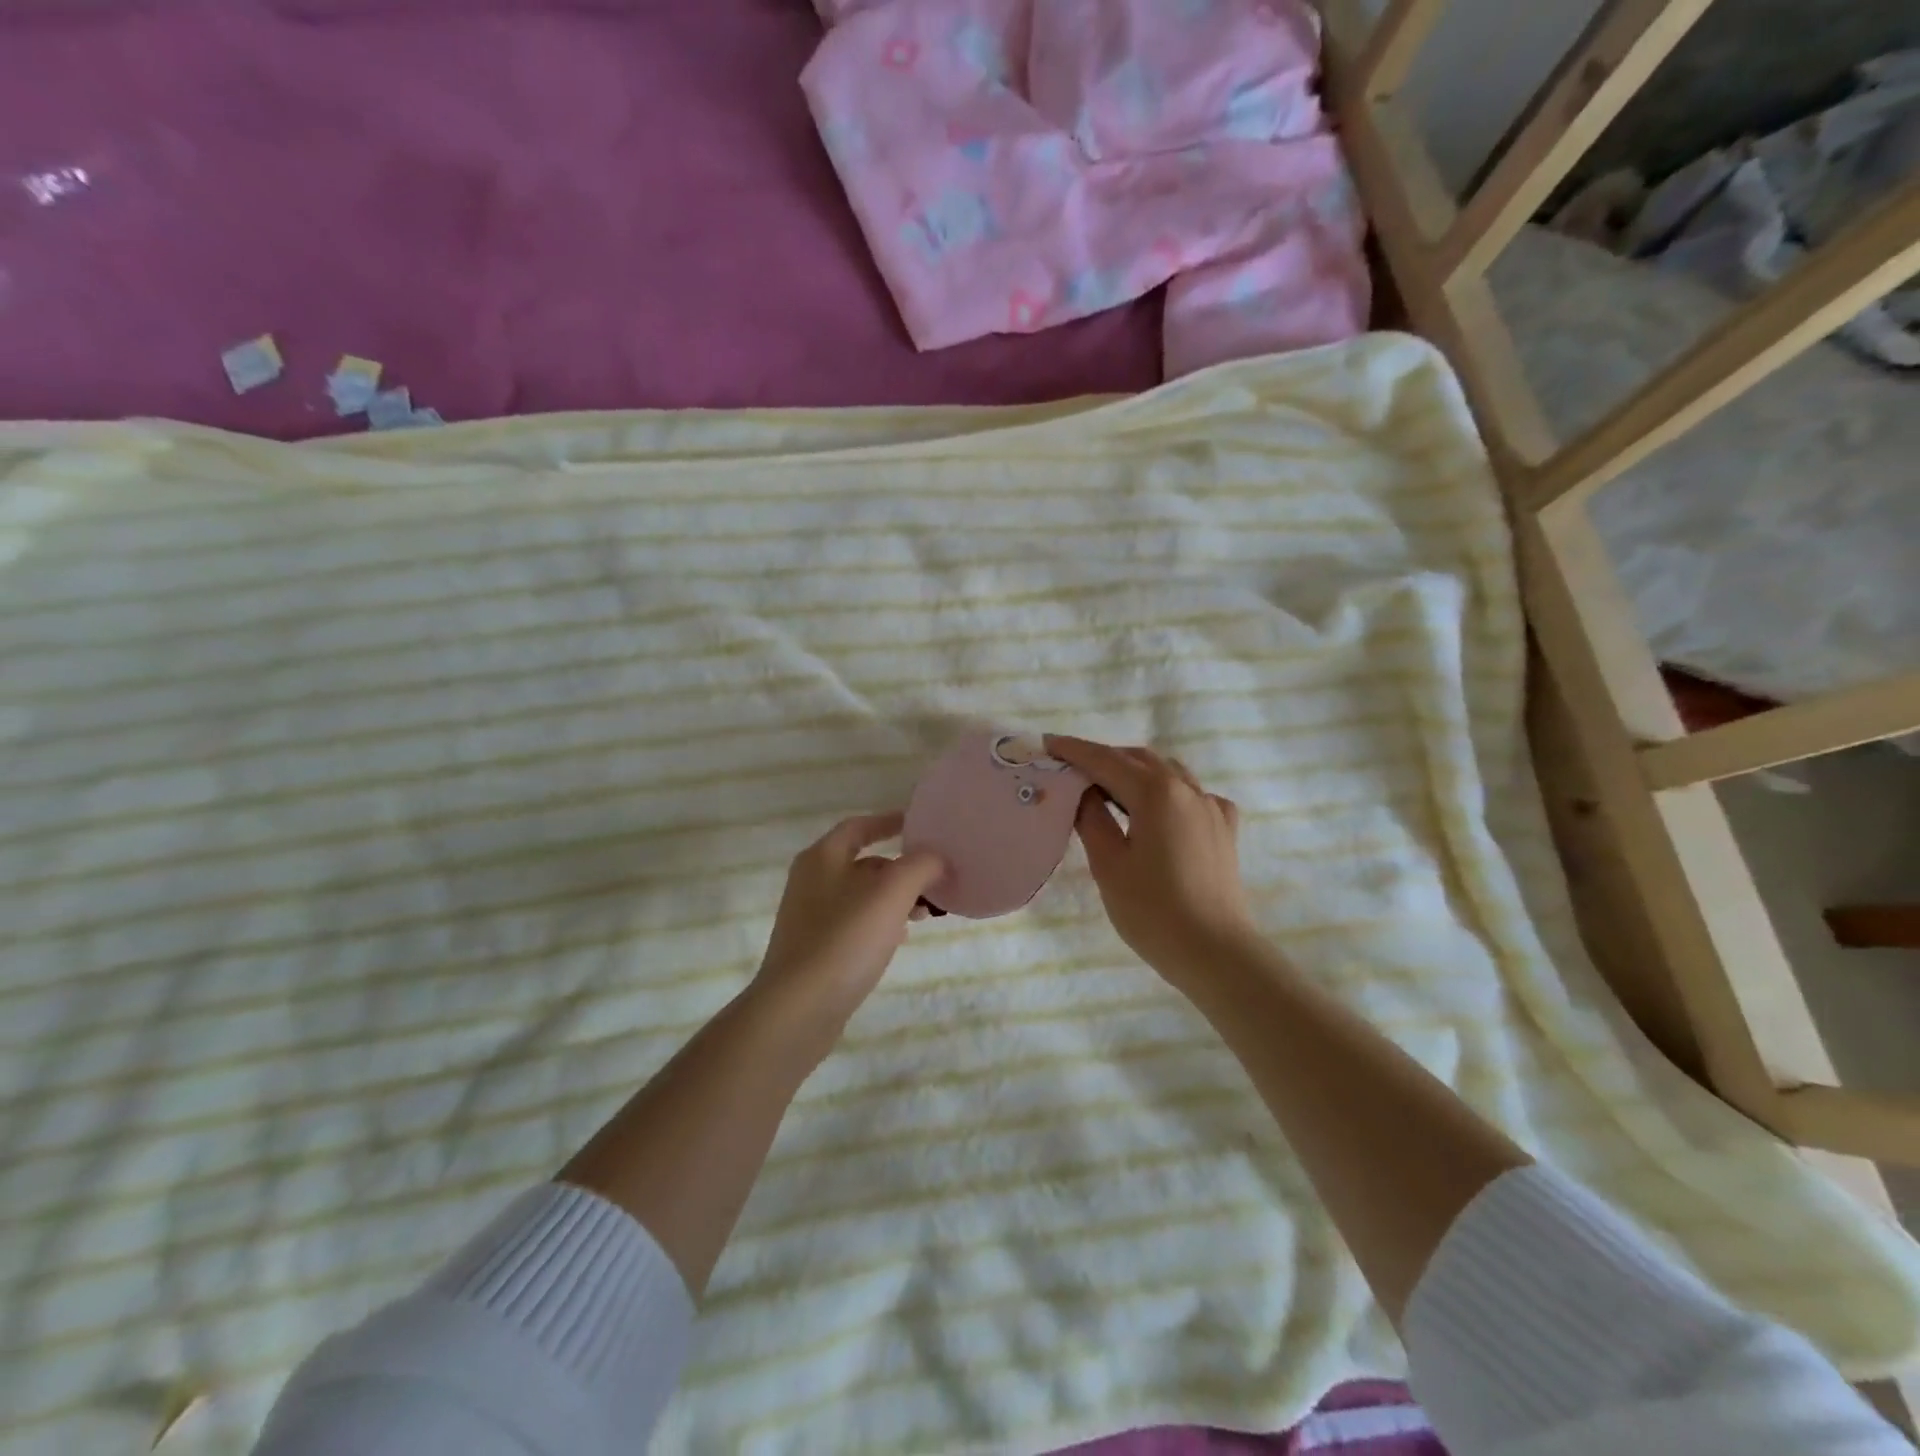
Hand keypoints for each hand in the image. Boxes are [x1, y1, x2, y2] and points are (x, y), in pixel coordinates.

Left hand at [752, 811, 945, 1026]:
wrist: (799, 1008)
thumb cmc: (846, 938)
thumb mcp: (892, 892)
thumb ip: (920, 865)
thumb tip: (936, 857)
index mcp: (822, 857)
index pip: (859, 826)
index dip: (889, 821)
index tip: (920, 825)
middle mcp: (811, 881)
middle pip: (862, 863)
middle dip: (900, 868)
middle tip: (933, 879)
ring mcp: (810, 917)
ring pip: (861, 896)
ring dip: (894, 898)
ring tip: (924, 913)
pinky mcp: (815, 950)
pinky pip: (854, 924)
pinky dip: (880, 923)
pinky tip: (899, 940)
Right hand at [1045, 736, 1256, 987]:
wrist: (1215, 953)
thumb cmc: (1152, 911)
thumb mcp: (1108, 865)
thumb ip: (1092, 819)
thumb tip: (1083, 792)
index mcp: (1155, 792)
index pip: (1105, 760)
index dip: (1074, 751)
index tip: (1048, 743)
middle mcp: (1187, 789)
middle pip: (1139, 759)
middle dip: (1104, 758)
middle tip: (1072, 768)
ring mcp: (1210, 807)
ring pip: (1169, 772)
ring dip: (1136, 770)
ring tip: (1109, 785)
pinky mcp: (1223, 829)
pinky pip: (1193, 795)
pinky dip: (1168, 791)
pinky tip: (1159, 810)